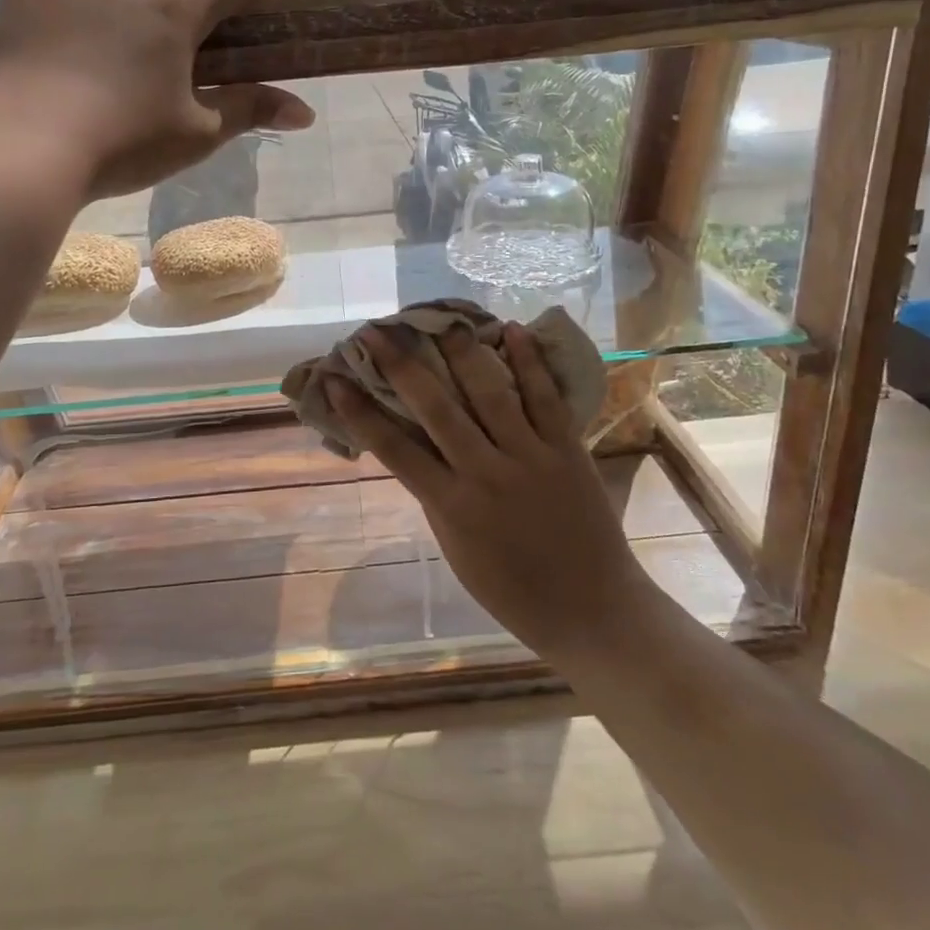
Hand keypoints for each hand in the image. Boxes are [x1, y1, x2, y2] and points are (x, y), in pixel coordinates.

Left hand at [0, 0, 315, 198]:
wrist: (18, 150)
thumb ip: (251, 110)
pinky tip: (82, 50)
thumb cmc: (123, 143)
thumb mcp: (197, 133)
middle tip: (216, 22)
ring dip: (144, 3)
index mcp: (175, 6)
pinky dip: (91, 13)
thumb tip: (305, 113)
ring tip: (141, 44)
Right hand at [327, 322, 643, 659]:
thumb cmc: (513, 590)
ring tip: (441, 319)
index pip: (394, 449)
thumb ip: (436, 495)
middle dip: (402, 366)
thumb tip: (414, 447)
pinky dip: (529, 361)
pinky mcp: (568, 449)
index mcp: (452, 506)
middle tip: (376, 331)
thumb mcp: (457, 549)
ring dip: (462, 351)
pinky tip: (512, 329)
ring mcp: (531, 457)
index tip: (336, 379)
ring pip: (490, 393)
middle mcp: (486, 474)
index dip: (359, 411)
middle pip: (437, 409)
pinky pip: (546, 398)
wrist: (593, 610)